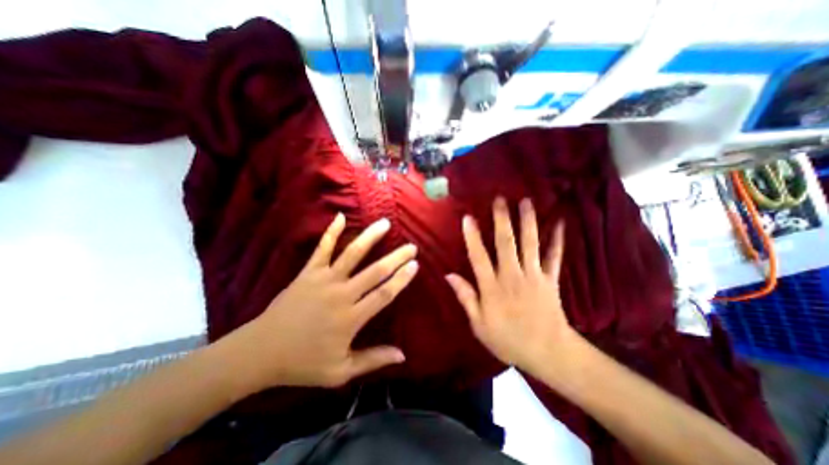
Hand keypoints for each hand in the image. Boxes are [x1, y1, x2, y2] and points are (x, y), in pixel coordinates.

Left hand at [222, 214, 418, 391]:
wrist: (260, 352)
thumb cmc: (303, 363)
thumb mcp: (340, 371)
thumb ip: (373, 360)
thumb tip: (402, 356)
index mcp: (350, 318)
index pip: (384, 294)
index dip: (401, 279)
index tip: (415, 265)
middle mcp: (341, 294)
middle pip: (375, 271)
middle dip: (396, 257)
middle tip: (411, 246)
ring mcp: (324, 280)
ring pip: (352, 254)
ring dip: (370, 238)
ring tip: (385, 224)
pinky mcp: (308, 273)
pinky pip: (322, 249)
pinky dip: (331, 232)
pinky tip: (340, 217)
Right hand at [446, 198, 578, 372]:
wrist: (548, 353)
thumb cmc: (508, 339)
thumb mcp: (479, 324)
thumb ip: (465, 297)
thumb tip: (449, 275)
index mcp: (492, 287)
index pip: (478, 257)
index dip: (472, 236)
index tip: (467, 218)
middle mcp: (512, 276)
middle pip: (506, 243)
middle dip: (502, 219)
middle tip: (499, 199)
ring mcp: (533, 275)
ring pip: (530, 244)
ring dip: (527, 221)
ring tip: (525, 201)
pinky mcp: (550, 279)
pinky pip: (554, 256)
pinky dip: (558, 240)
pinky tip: (560, 223)